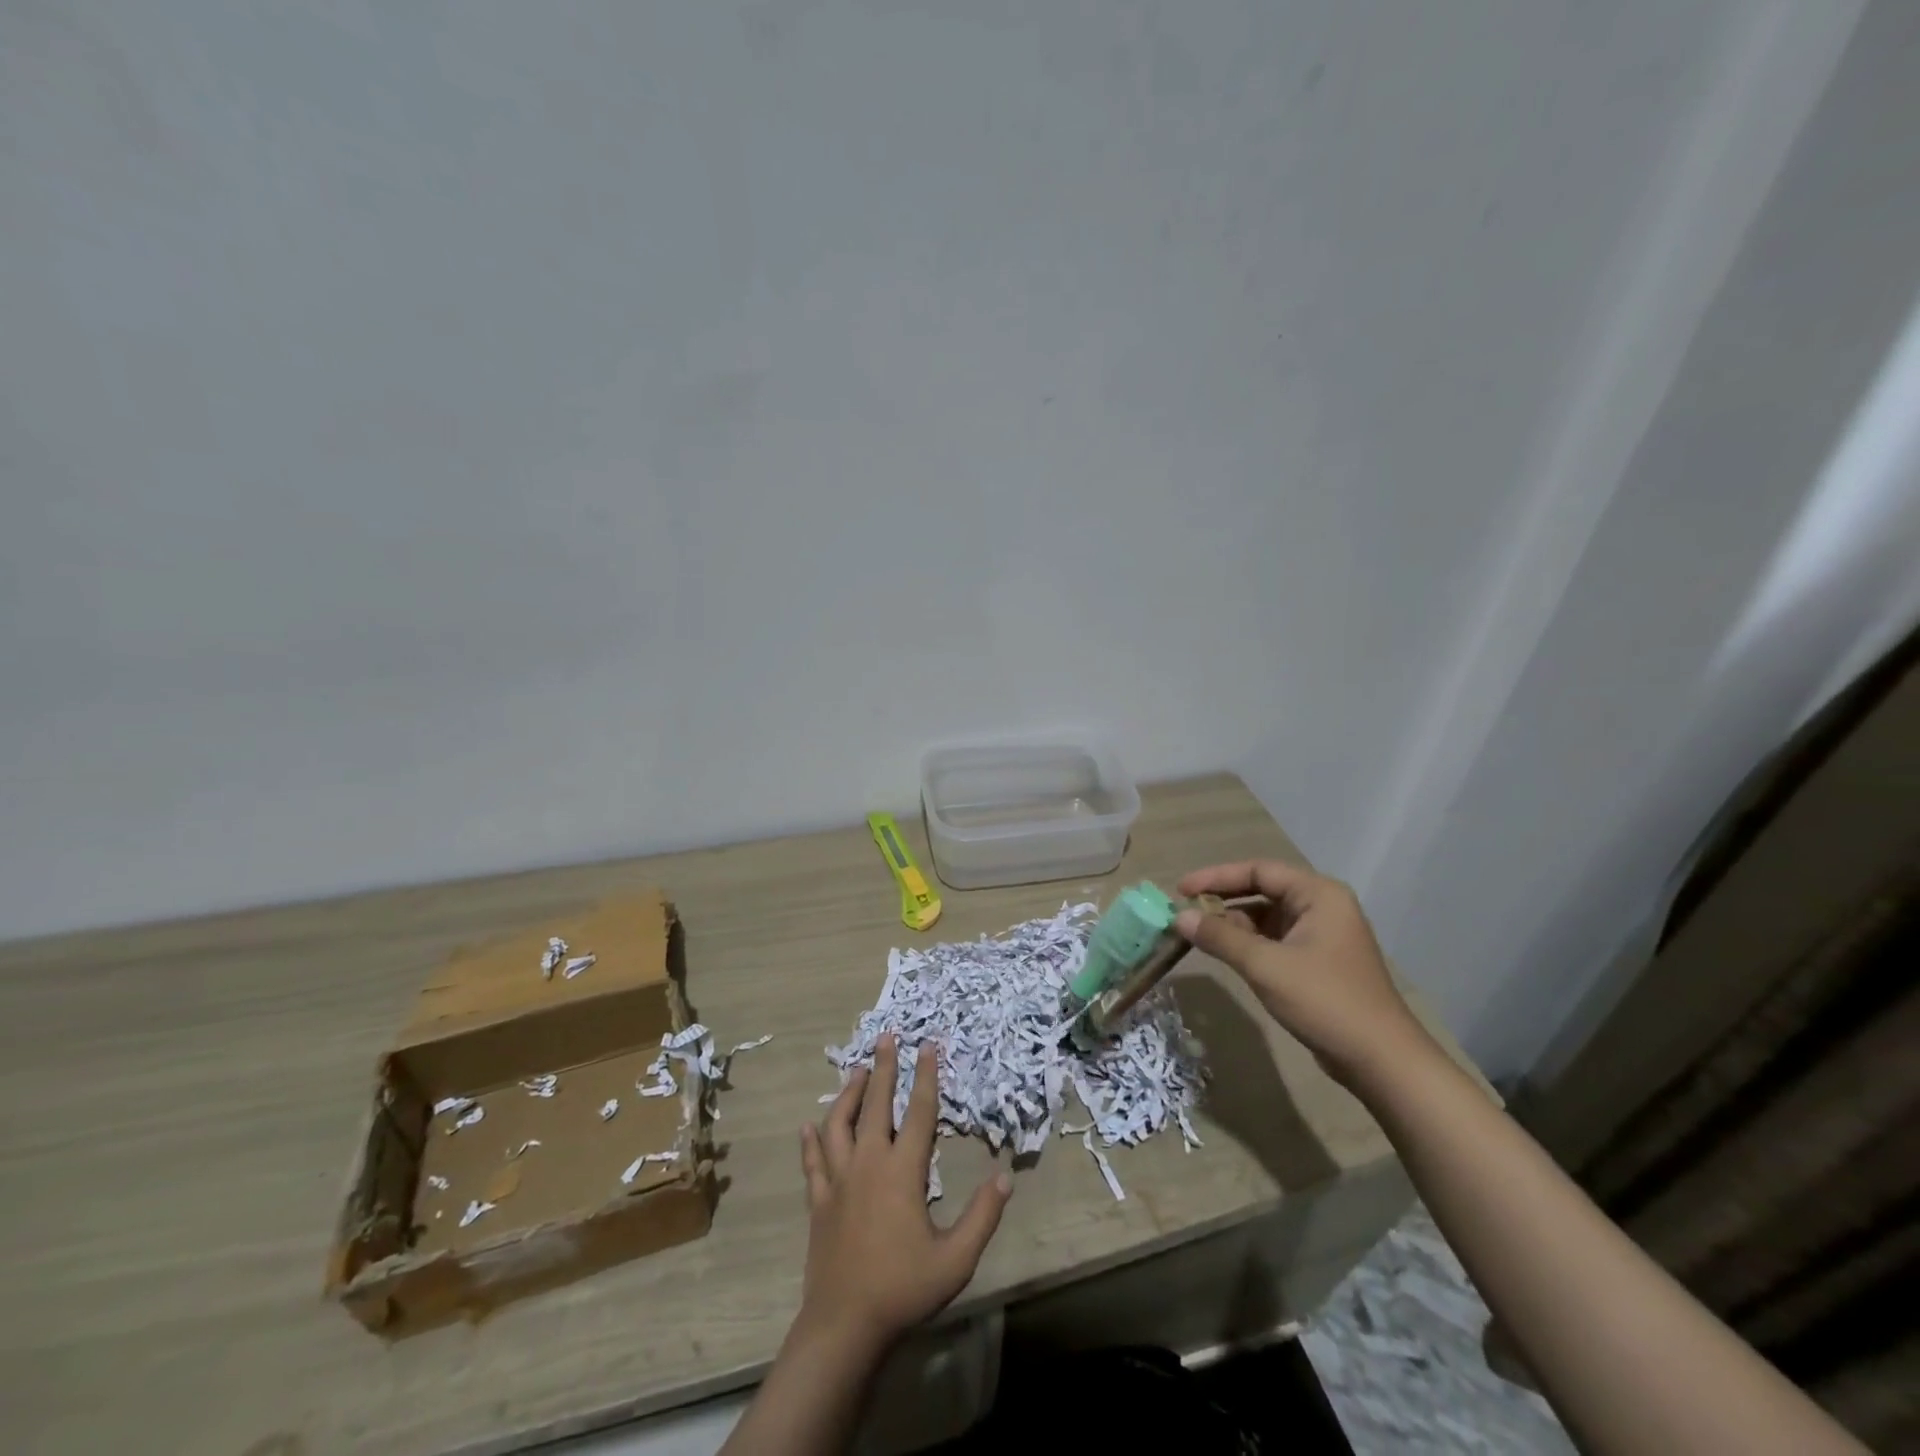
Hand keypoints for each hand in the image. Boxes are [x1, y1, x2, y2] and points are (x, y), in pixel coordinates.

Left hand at [796, 1034, 1012, 1353]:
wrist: (844, 1326)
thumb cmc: (903, 1289)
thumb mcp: (956, 1259)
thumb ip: (983, 1215)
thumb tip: (1005, 1177)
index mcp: (902, 1171)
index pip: (918, 1112)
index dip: (925, 1076)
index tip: (928, 1044)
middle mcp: (868, 1164)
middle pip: (875, 1104)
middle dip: (883, 1067)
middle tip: (886, 1036)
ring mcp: (838, 1181)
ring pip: (839, 1124)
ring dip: (847, 1094)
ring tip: (856, 1071)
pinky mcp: (818, 1202)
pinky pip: (813, 1162)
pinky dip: (810, 1141)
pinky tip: (808, 1126)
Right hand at [1175, 860, 1433, 1087]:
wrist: (1381, 1061)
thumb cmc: (1325, 1001)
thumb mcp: (1265, 965)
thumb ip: (1220, 937)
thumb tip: (1178, 917)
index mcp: (1318, 894)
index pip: (1258, 870)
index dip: (1216, 877)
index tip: (1181, 890)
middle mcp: (1322, 906)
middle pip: (1262, 890)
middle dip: (1222, 901)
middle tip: (1184, 912)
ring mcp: (1321, 935)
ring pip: (1266, 917)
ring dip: (1232, 924)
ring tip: (1197, 935)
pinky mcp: (1317, 962)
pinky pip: (1274, 940)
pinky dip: (1247, 944)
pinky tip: (1224, 954)